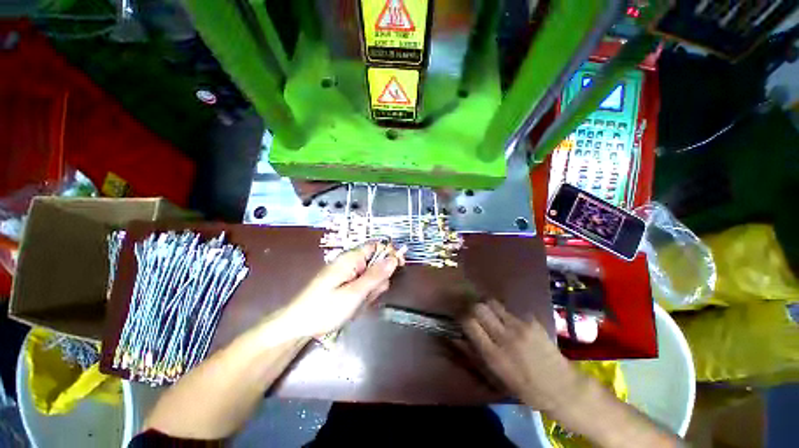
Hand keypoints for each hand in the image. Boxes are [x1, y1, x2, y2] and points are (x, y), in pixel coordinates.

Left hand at [273, 243, 401, 339]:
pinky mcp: (346, 283)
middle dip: (378, 279)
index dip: (390, 253)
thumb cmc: (325, 308)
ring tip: (358, 303)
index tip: (399, 267)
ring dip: (371, 290)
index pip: (377, 245)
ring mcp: (348, 273)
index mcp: (351, 258)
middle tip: (368, 294)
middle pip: (377, 263)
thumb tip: (394, 258)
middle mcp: (351, 262)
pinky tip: (355, 305)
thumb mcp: (354, 293)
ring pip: (372, 277)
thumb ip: (376, 275)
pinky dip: (364, 295)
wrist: (299, 326)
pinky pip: (363, 285)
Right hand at [462, 300, 579, 412]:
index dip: (463, 318)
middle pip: (479, 307)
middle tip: (476, 315)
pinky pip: (511, 310)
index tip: (463, 320)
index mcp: (493, 354)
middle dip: (473, 308)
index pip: (469, 322)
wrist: (562, 387)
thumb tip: (456, 337)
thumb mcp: (496, 376)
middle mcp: (504, 336)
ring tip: (493, 317)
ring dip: (488, 307)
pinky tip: (514, 326)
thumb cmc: (525, 388)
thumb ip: (474, 354)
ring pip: (493, 303)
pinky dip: (507, 315)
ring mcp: (520, 326)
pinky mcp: (532, 320)